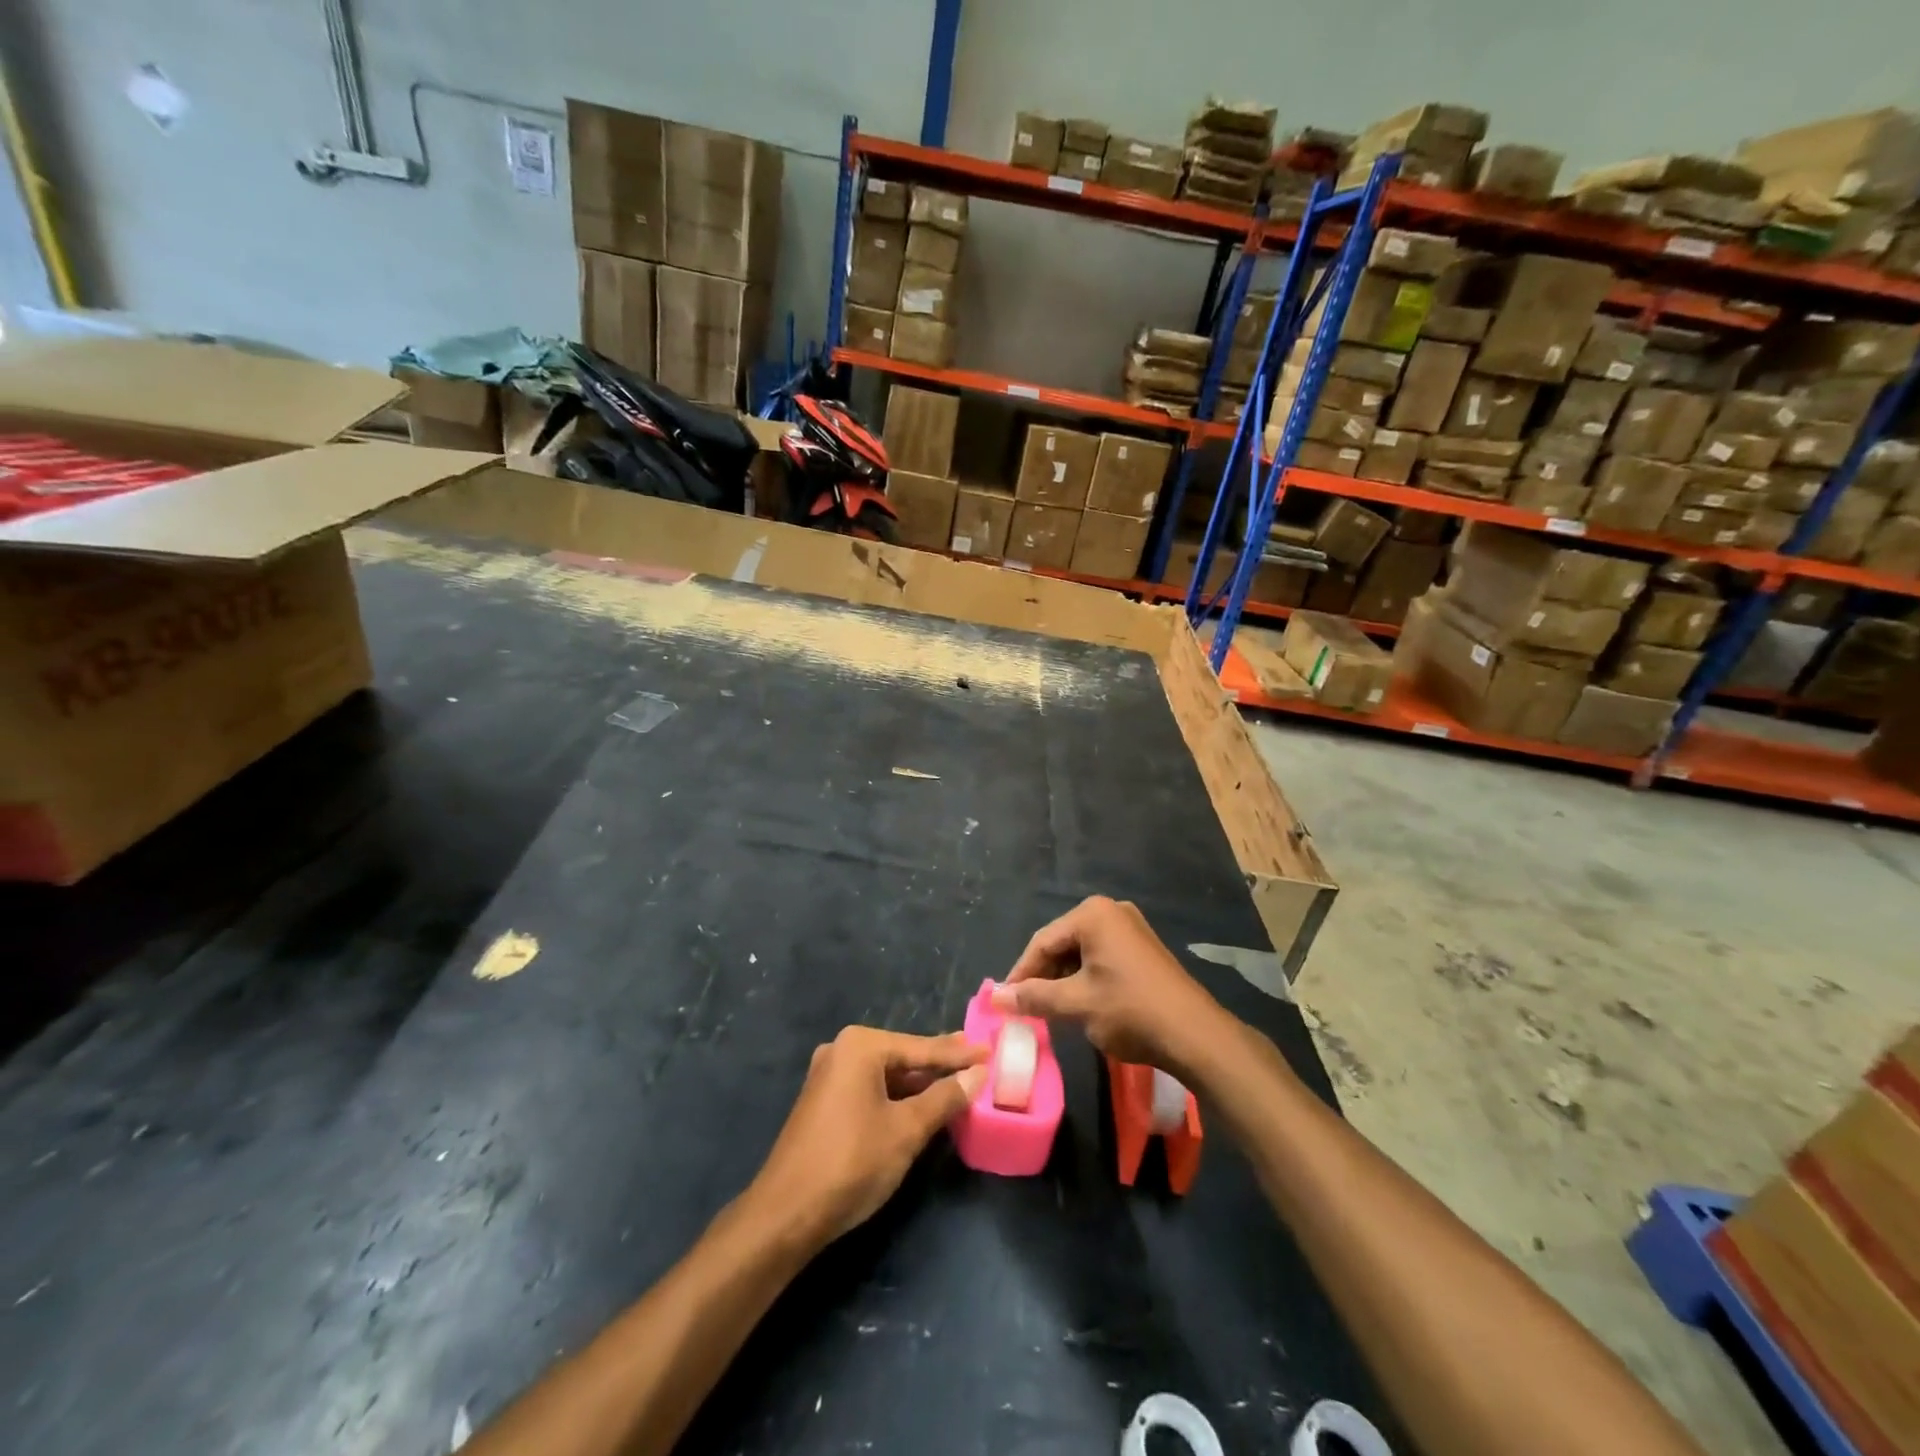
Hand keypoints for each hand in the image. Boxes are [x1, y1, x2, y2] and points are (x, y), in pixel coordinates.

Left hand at [748, 1027, 986, 1246]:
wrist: (785, 1214)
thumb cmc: (852, 1163)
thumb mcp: (907, 1130)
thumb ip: (944, 1098)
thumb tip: (978, 1074)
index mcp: (860, 1046)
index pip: (921, 1048)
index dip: (959, 1053)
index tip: (990, 1048)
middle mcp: (841, 1050)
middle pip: (903, 1057)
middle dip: (939, 1065)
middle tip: (978, 1063)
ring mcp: (829, 1076)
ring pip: (887, 1076)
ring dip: (920, 1085)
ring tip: (957, 1084)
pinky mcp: (823, 1102)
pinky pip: (871, 1090)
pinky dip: (897, 1098)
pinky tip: (921, 1107)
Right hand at [991, 896, 1227, 1077]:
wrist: (1196, 1035)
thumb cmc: (1130, 1011)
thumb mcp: (1076, 1004)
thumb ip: (1034, 997)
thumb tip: (996, 998)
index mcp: (1093, 914)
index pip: (1042, 942)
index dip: (1021, 973)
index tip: (1005, 1003)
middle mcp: (1111, 911)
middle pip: (1062, 943)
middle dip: (1043, 976)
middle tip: (1028, 1008)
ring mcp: (1131, 928)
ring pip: (1081, 952)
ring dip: (1064, 980)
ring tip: (1051, 1010)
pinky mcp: (1144, 949)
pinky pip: (1102, 958)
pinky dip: (1086, 979)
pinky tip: (1081, 1004)